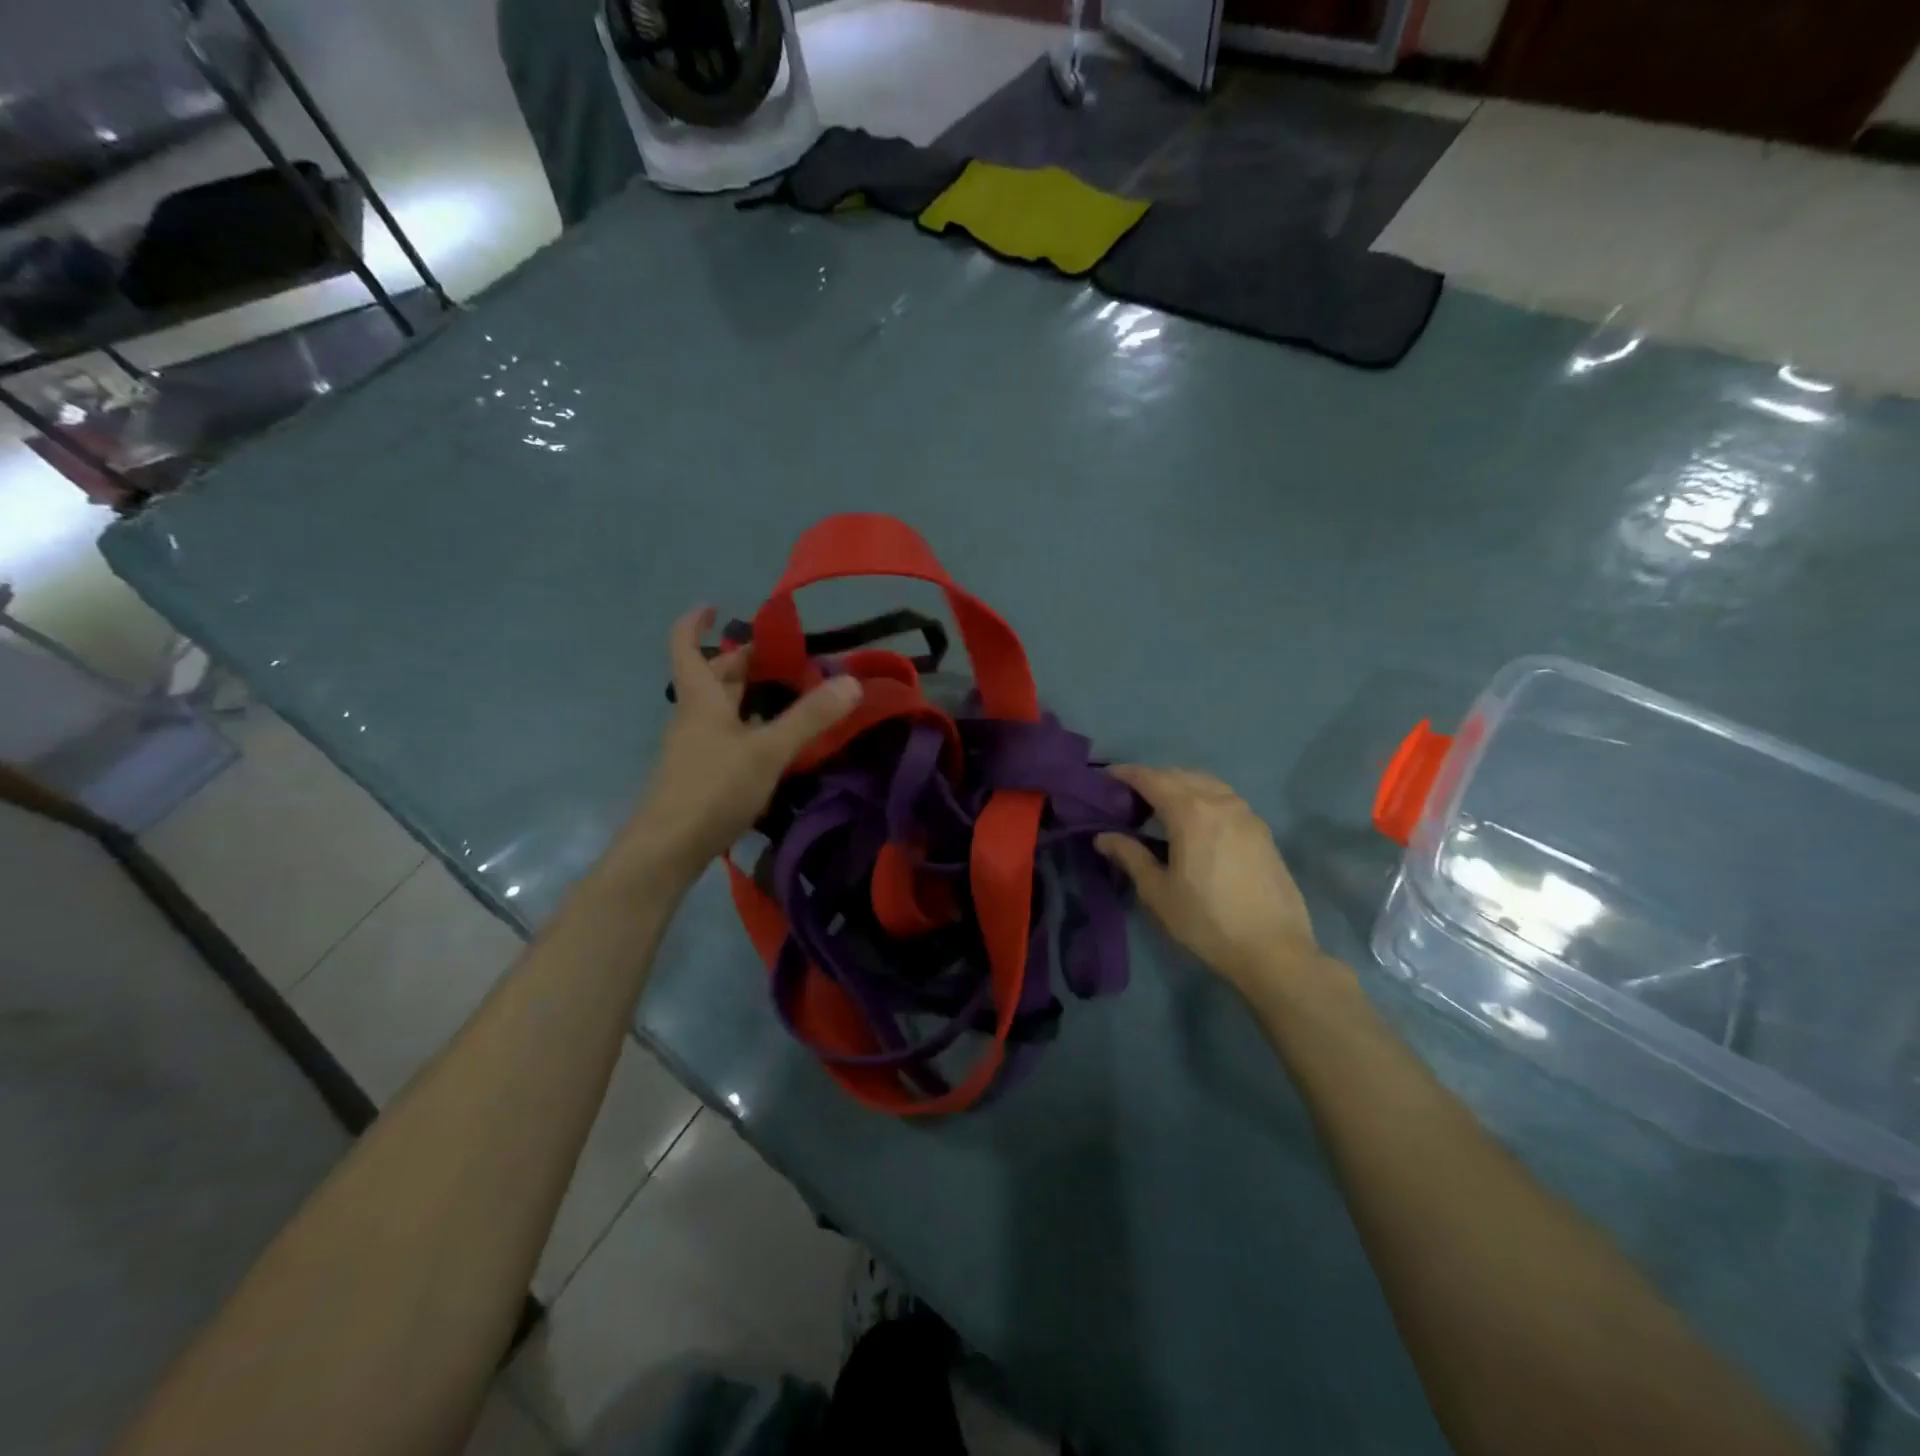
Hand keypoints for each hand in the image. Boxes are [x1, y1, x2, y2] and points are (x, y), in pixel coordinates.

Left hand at [620, 606, 861, 883]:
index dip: (695, 622)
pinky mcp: (701, 776)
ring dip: (749, 696)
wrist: (666, 850)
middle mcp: (693, 717)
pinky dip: (750, 728)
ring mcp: (694, 748)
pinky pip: (727, 737)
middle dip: (743, 661)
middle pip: (713, 678)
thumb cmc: (712, 788)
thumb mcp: (768, 750)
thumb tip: (852, 681)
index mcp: (701, 699)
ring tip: (789, 694)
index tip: (716, 607)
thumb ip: (810, 718)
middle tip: (783, 657)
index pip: (686, 646)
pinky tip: (775, 743)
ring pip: (721, 709)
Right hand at [1096, 767, 1321, 992]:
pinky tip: (1196, 821)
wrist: (1274, 950)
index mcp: (1191, 812)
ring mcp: (1246, 814)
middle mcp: (1220, 802)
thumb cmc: (1206, 921)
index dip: (1127, 774)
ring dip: (1180, 784)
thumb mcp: (1158, 892)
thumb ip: (1130, 856)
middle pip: (1180, 775)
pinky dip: (1203, 797)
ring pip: (1207, 783)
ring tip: (1161, 804)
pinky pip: (1225, 798)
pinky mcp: (1262, 831)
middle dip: (1152, 778)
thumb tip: (1103, 837)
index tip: (1106, 776)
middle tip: (1129, 794)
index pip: (1152, 779)